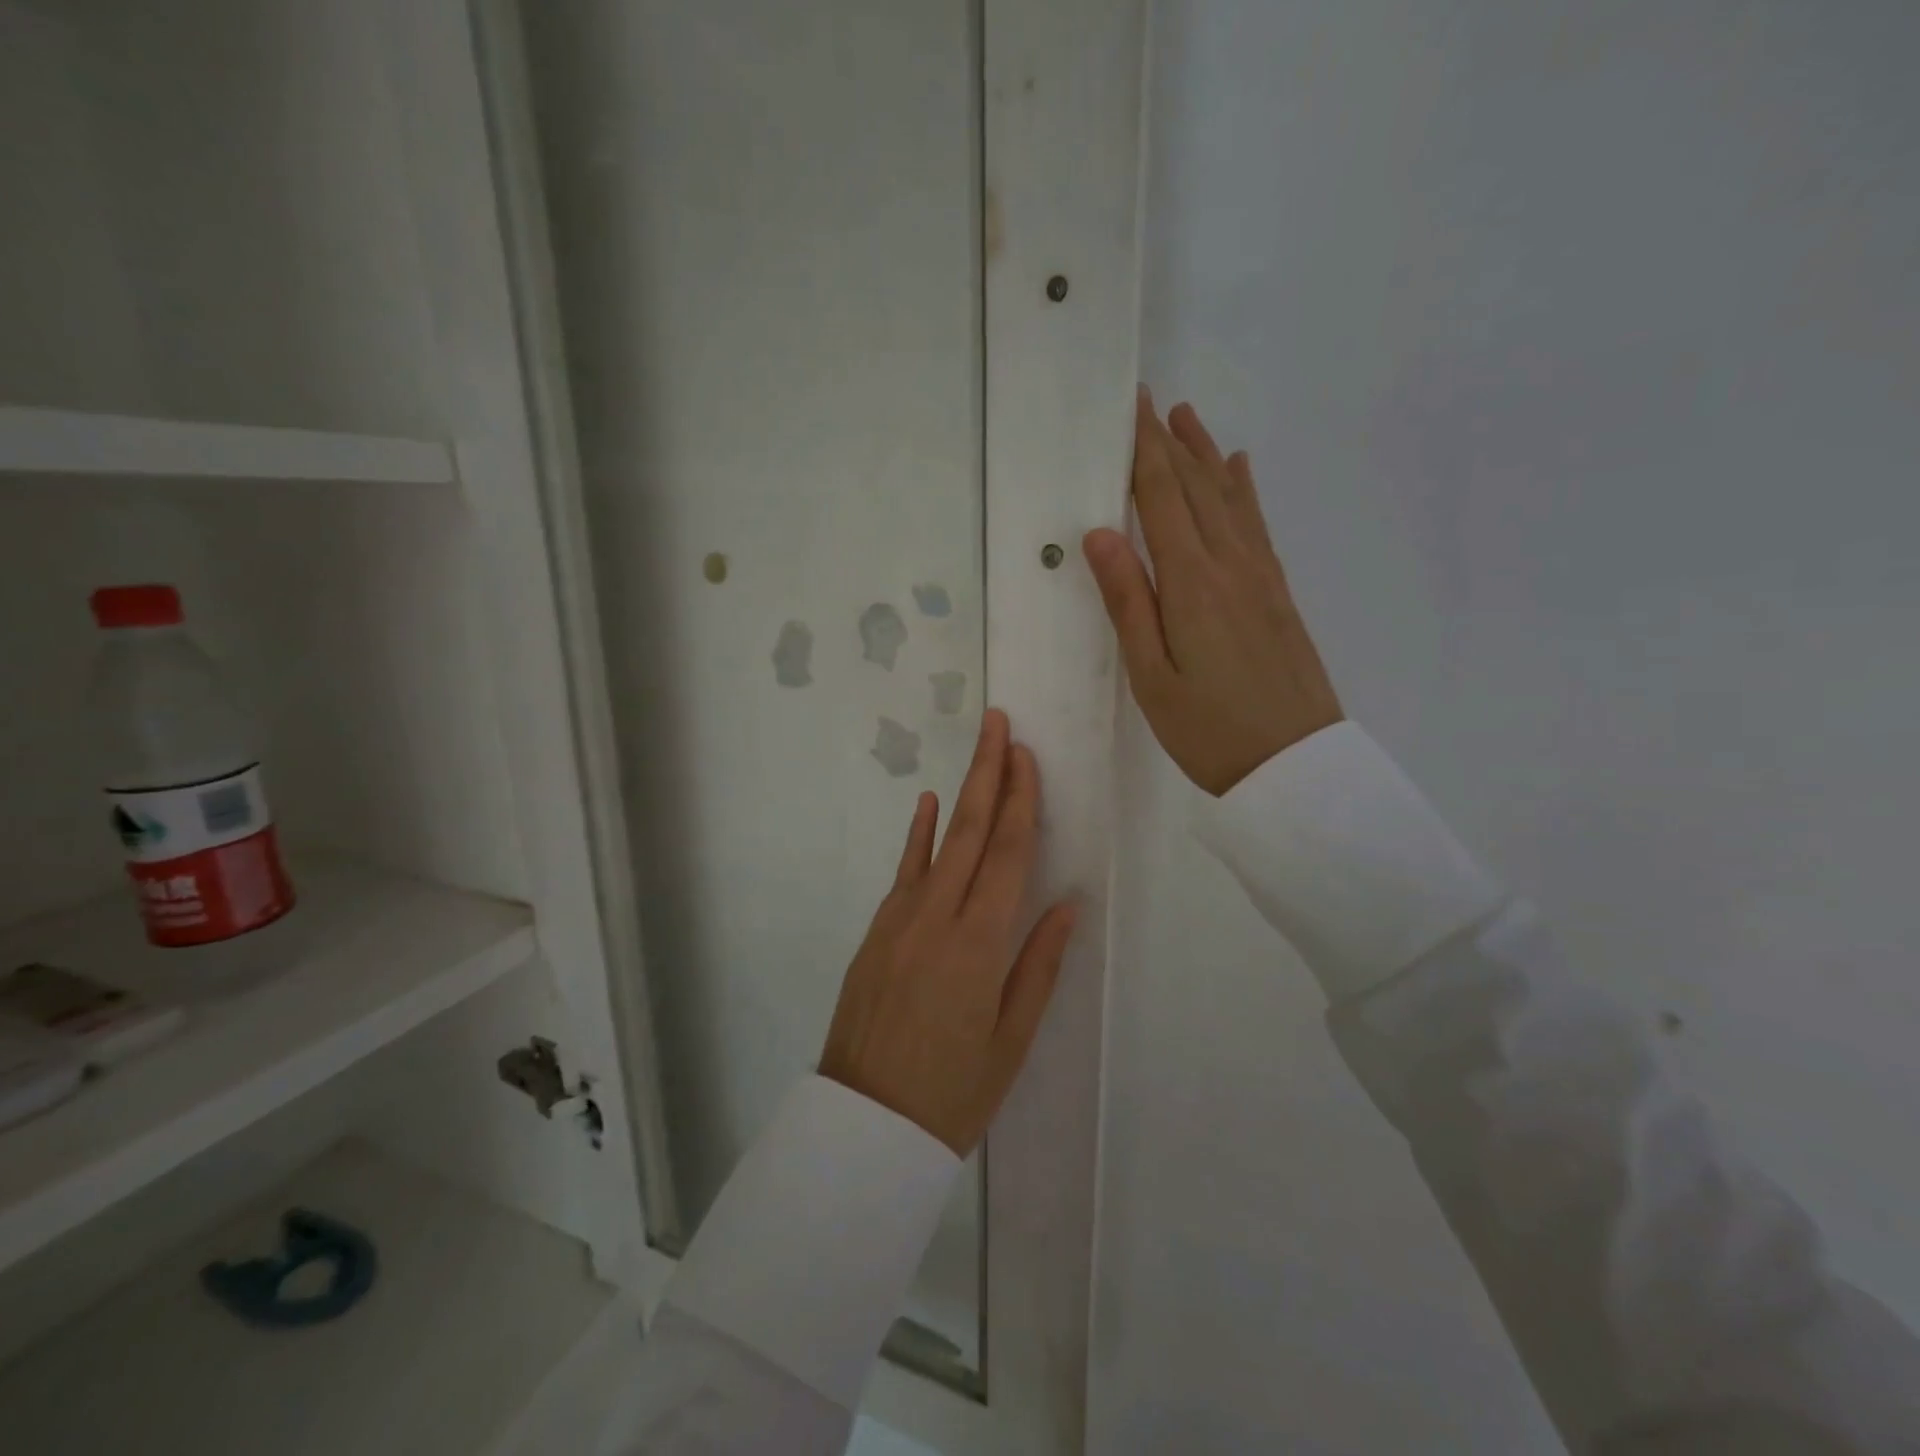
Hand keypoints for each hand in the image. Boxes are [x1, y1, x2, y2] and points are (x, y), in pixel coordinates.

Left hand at [820, 710, 1077, 1155]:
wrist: (865, 1125)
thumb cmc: (953, 1092)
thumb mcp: (1010, 1040)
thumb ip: (1038, 966)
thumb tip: (1065, 905)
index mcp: (979, 945)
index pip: (1008, 855)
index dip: (1021, 802)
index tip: (1027, 757)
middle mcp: (938, 918)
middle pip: (971, 831)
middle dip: (989, 773)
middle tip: (999, 723)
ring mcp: (900, 920)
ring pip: (938, 842)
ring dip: (961, 792)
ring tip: (978, 750)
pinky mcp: (877, 931)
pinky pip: (904, 871)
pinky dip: (918, 835)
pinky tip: (926, 805)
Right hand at [1083, 388, 1342, 795]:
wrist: (1295, 767)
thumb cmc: (1209, 730)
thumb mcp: (1152, 676)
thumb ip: (1128, 601)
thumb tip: (1099, 534)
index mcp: (1192, 583)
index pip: (1161, 499)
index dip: (1144, 450)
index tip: (1132, 406)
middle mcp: (1231, 565)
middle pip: (1196, 489)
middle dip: (1170, 443)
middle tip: (1151, 401)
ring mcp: (1261, 577)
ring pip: (1229, 500)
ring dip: (1206, 456)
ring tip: (1189, 419)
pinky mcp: (1278, 594)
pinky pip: (1257, 526)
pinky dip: (1244, 491)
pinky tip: (1239, 472)